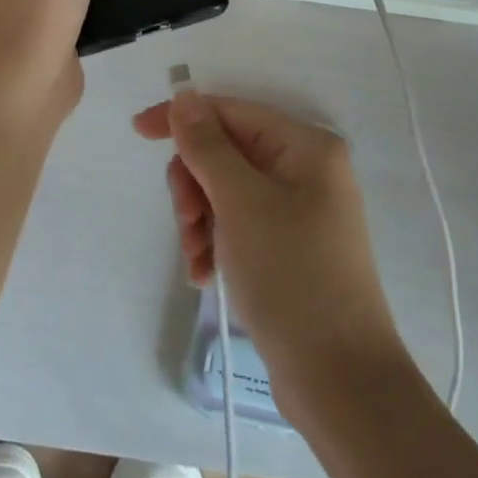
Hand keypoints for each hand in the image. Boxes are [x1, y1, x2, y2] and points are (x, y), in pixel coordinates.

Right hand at [133, 93, 404, 417]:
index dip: (182, 118)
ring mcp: (300, 210)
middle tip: (187, 222)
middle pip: (226, 152)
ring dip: (200, 218)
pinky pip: (239, 224)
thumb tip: (184, 96)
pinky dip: (216, 242)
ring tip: (196, 258)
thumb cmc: (291, 275)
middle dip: (195, 184)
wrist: (340, 380)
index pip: (230, 112)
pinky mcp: (290, 247)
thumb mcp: (240, 202)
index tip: (137, 132)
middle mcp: (306, 170)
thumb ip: (207, 145)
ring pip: (226, 190)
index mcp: (306, 146)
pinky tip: (205, 274)